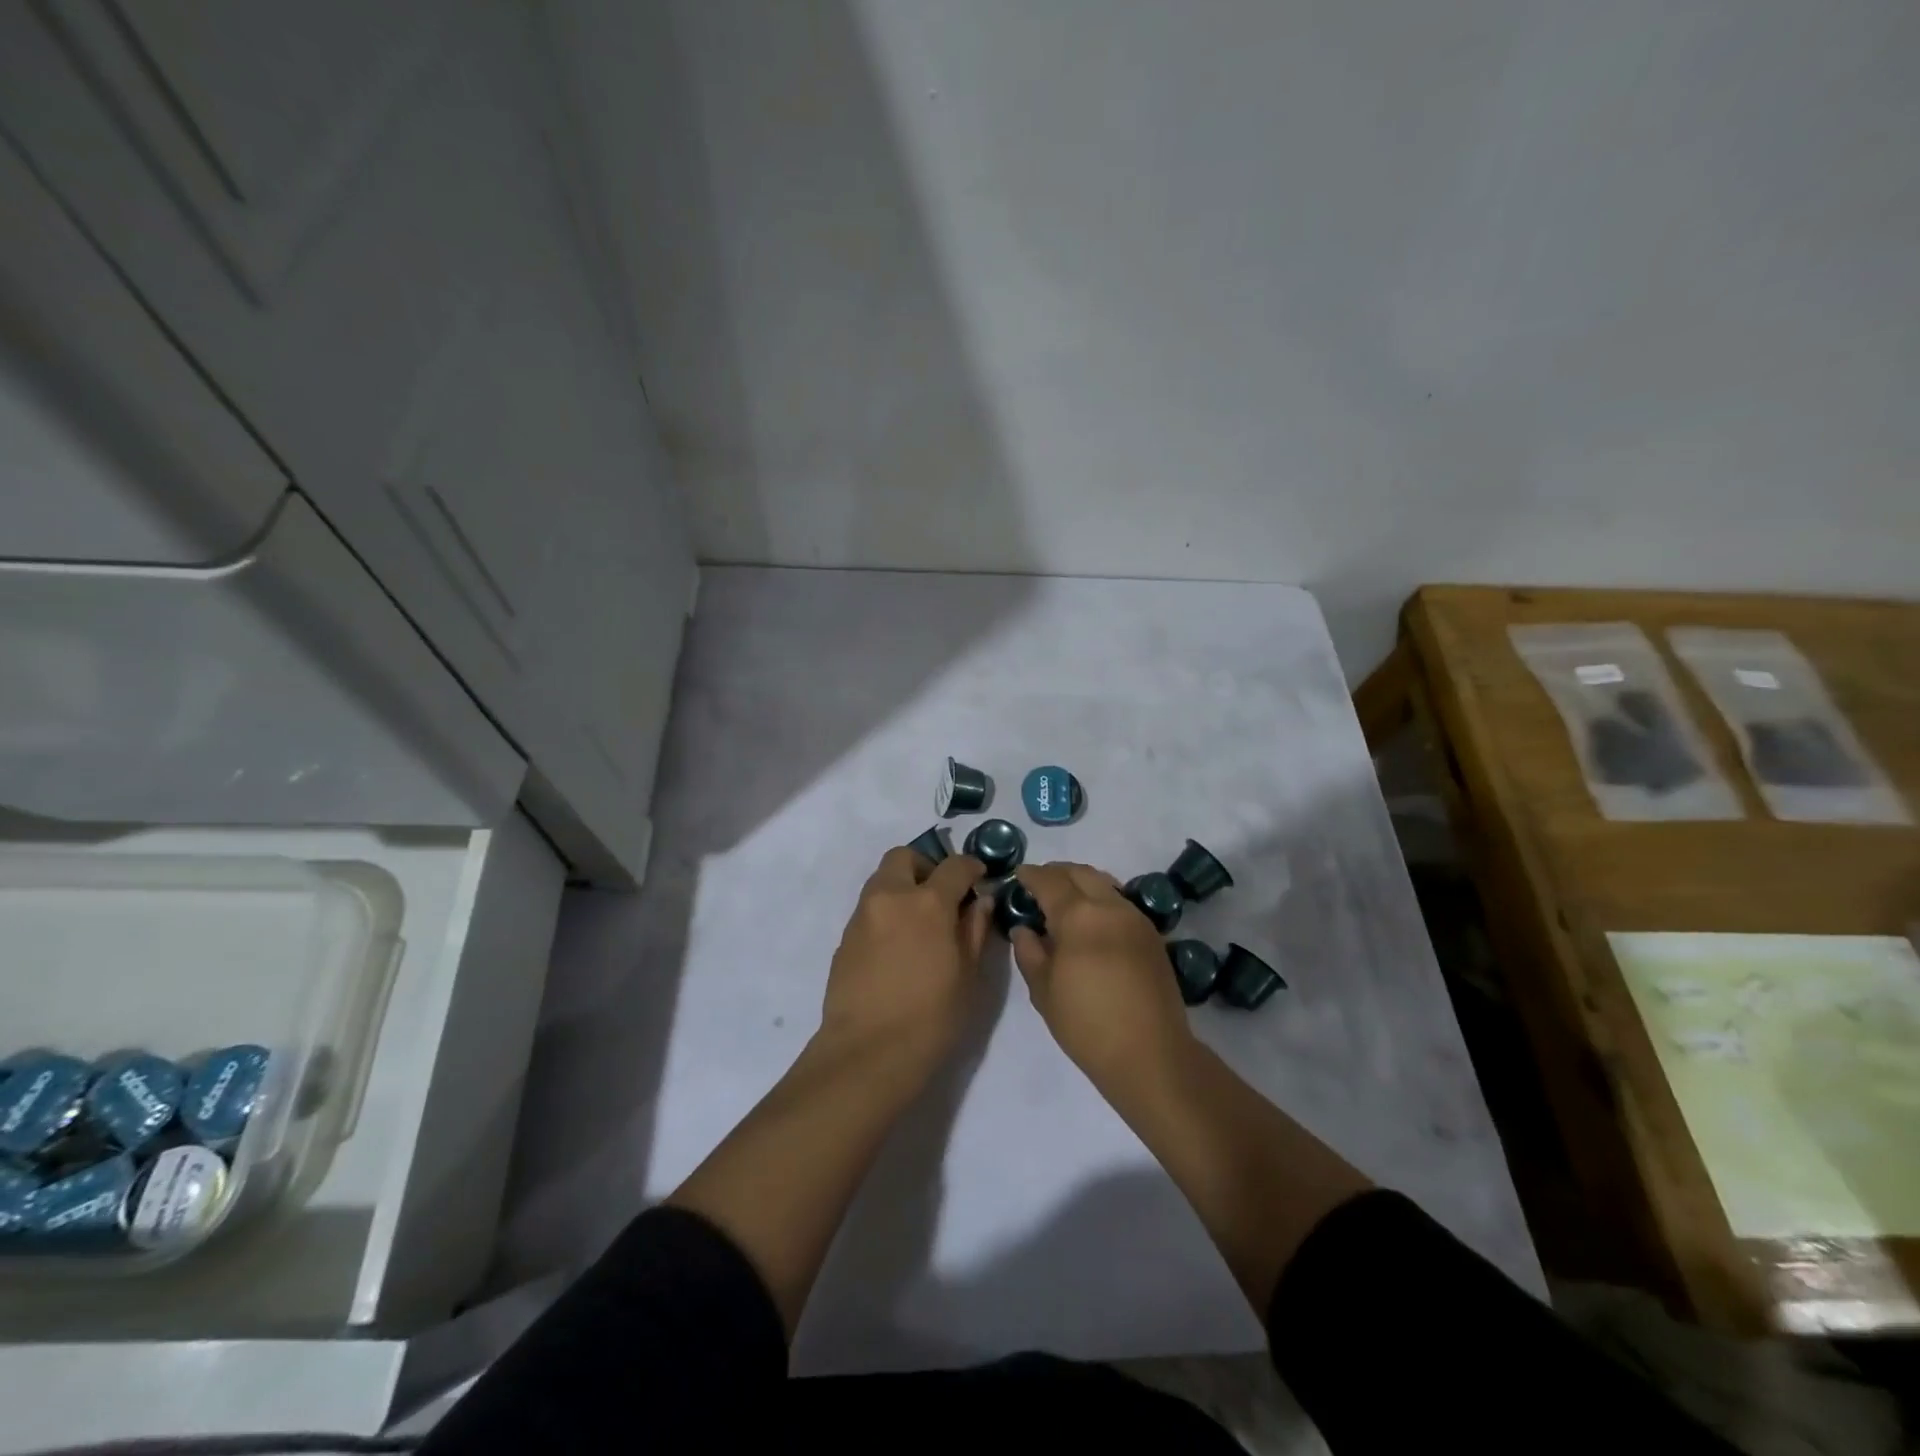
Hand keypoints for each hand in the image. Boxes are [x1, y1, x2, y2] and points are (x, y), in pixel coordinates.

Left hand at [819, 846, 989, 1076]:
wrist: (868, 1052)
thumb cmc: (931, 1017)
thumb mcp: (968, 975)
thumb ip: (975, 929)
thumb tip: (980, 901)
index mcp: (928, 903)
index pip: (954, 866)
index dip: (971, 867)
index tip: (979, 878)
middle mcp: (890, 897)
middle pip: (904, 857)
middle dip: (926, 866)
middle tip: (941, 895)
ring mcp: (862, 915)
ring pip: (882, 879)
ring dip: (903, 886)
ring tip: (920, 922)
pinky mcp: (845, 937)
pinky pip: (869, 907)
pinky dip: (887, 911)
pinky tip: (898, 945)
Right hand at [1011, 862, 1193, 1088]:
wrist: (1150, 1053)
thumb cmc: (1087, 1024)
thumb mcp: (1044, 991)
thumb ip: (1029, 952)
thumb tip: (1024, 929)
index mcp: (1079, 915)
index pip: (1050, 881)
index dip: (1031, 875)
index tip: (1019, 874)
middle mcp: (1110, 906)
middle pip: (1081, 873)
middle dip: (1058, 872)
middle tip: (1040, 882)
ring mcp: (1136, 918)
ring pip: (1105, 884)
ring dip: (1082, 883)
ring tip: (1065, 899)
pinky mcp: (1152, 935)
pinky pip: (1120, 903)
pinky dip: (1101, 900)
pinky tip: (1092, 920)